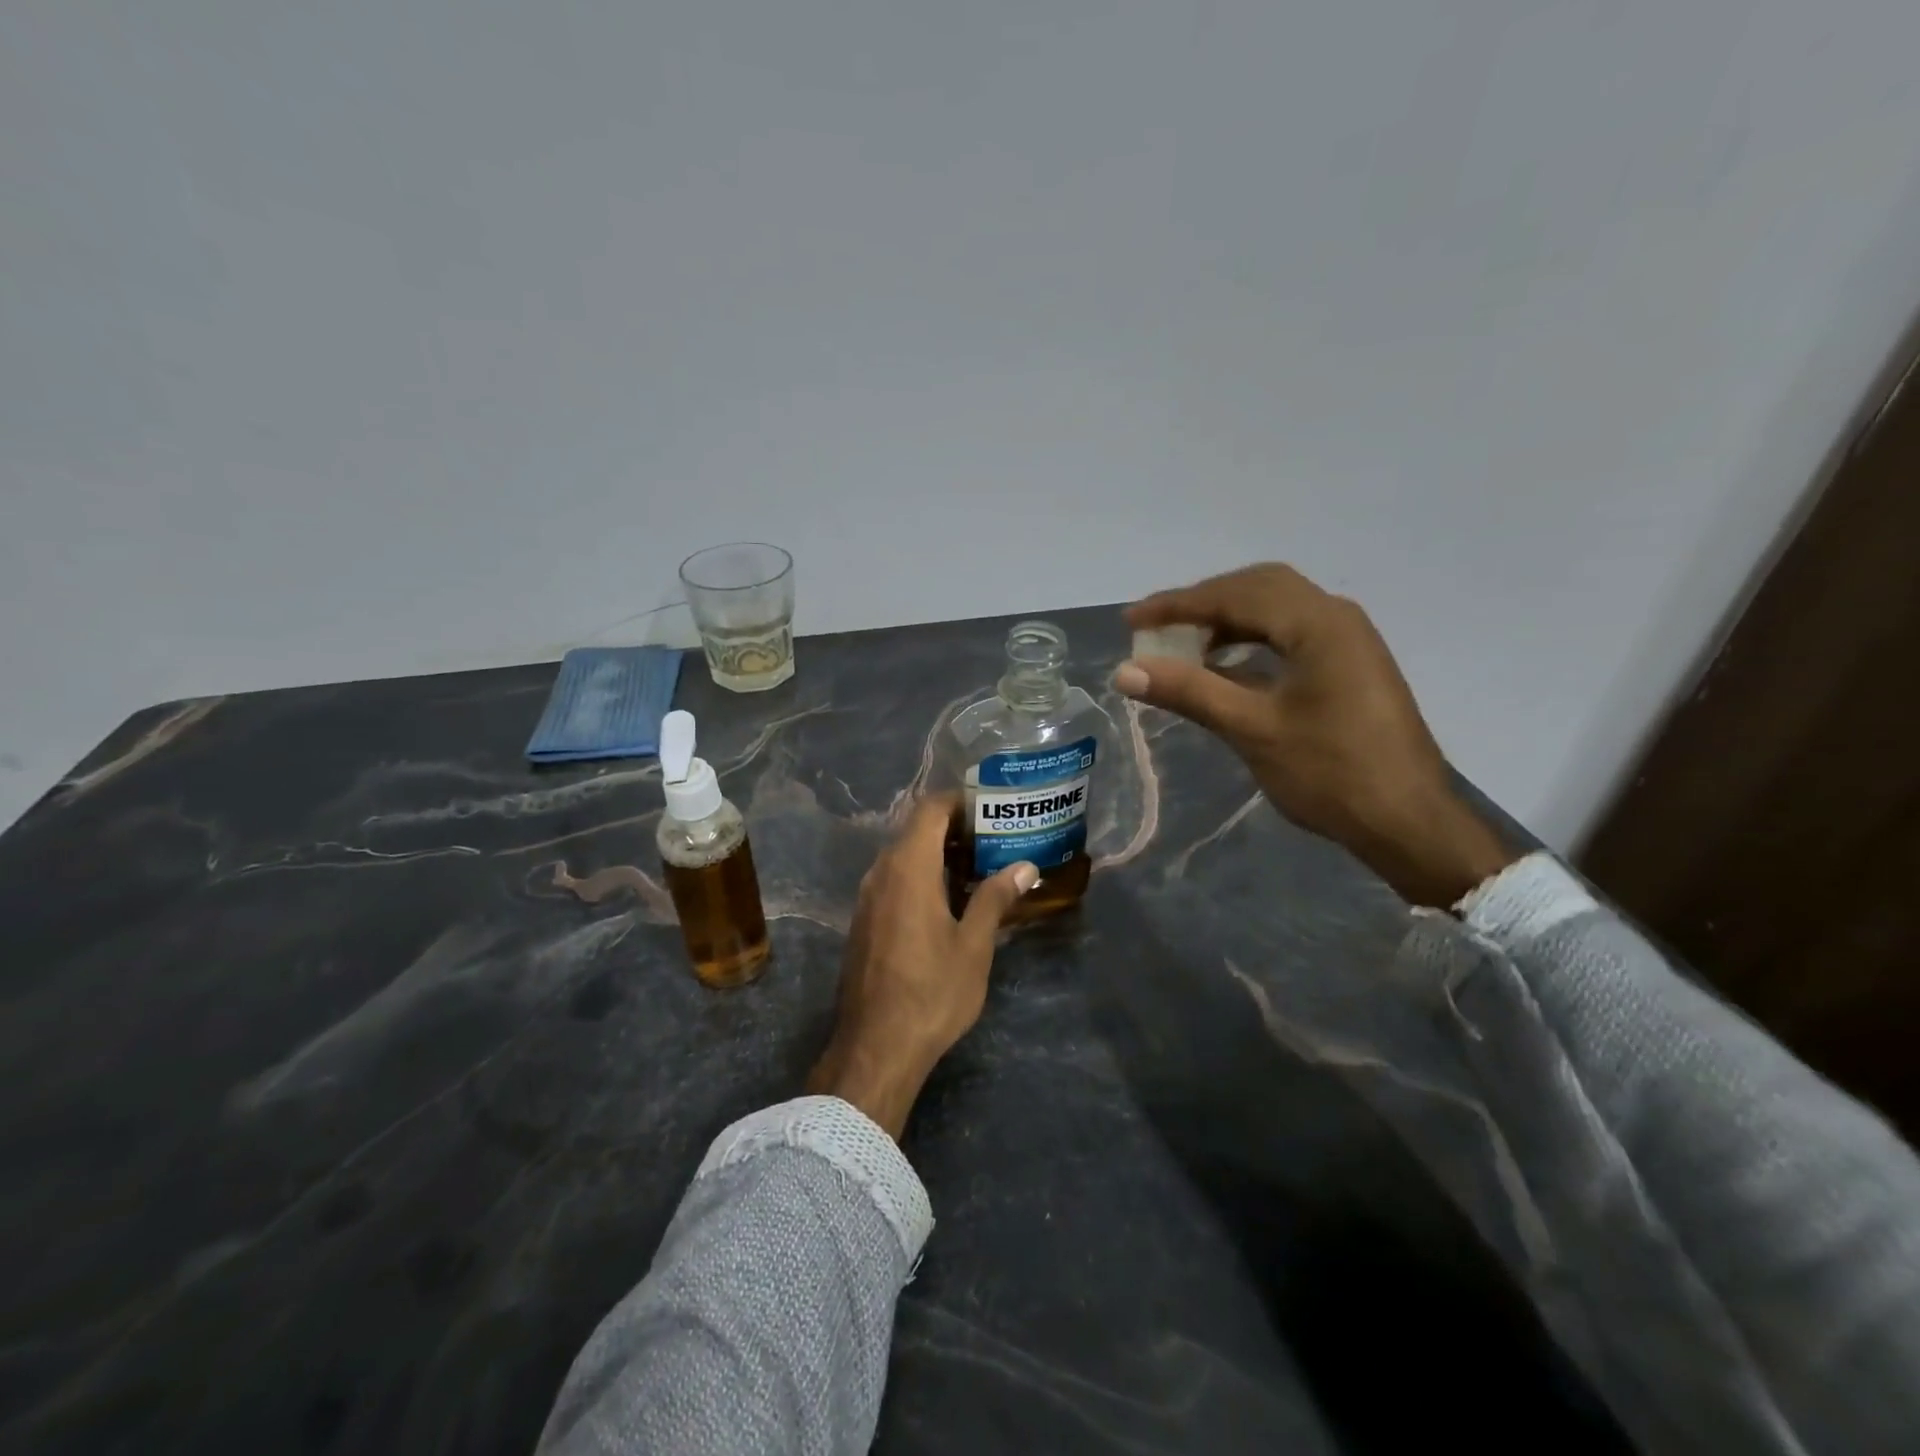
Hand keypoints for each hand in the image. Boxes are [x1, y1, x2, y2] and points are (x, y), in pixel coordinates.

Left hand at [806, 796, 1038, 1138]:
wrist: (875, 1046)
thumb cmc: (932, 991)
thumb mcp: (973, 945)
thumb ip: (995, 898)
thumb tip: (1025, 867)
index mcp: (908, 867)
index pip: (930, 809)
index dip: (960, 801)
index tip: (992, 809)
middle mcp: (881, 872)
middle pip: (916, 829)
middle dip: (955, 828)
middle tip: (995, 840)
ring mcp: (868, 896)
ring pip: (903, 855)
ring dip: (938, 853)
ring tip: (979, 868)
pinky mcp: (864, 920)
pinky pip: (893, 879)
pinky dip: (921, 875)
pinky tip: (949, 900)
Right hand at [1117, 563, 1515, 907]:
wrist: (1408, 821)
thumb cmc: (1330, 773)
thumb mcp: (1252, 729)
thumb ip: (1189, 691)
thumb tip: (1125, 672)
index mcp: (1317, 623)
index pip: (1234, 595)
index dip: (1176, 605)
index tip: (1131, 621)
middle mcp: (1336, 617)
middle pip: (1257, 588)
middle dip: (1202, 604)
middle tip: (1158, 627)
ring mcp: (1348, 641)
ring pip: (1275, 610)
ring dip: (1227, 621)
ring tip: (1184, 647)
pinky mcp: (1349, 665)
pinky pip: (1290, 634)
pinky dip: (1250, 640)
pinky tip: (1225, 667)